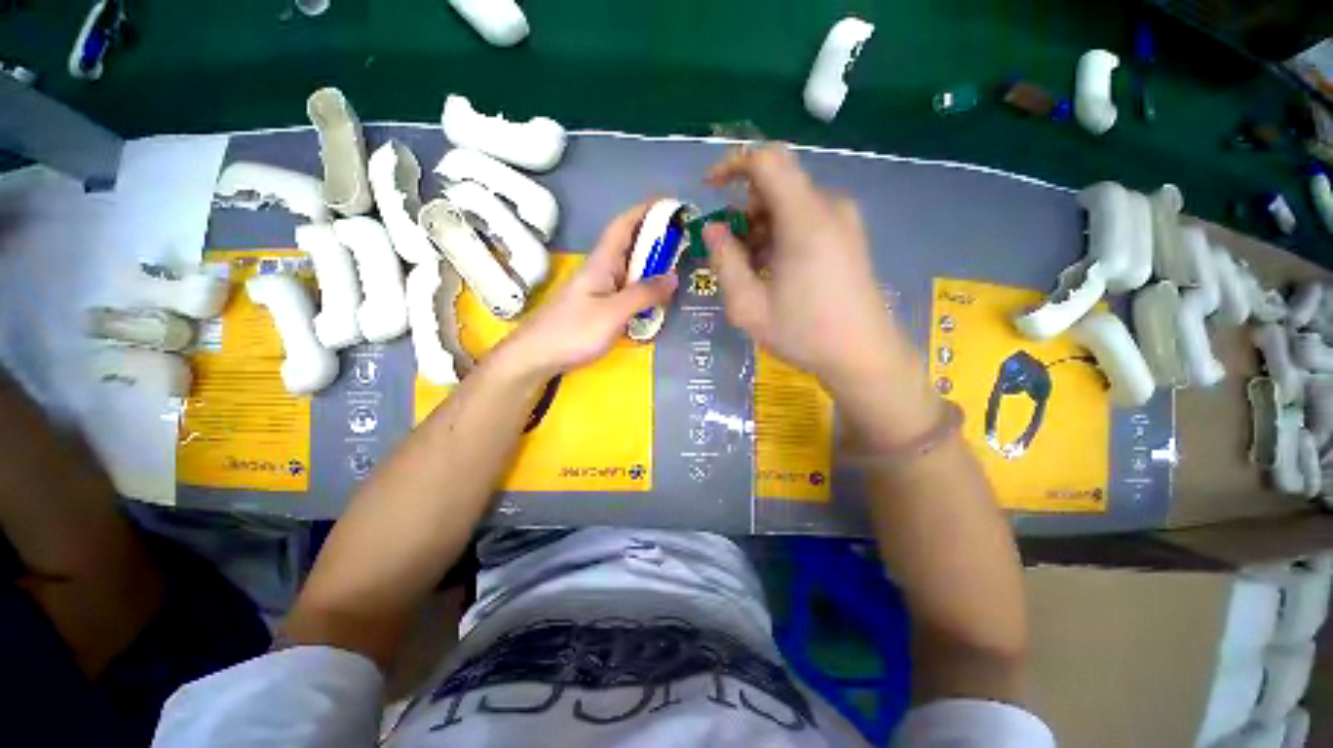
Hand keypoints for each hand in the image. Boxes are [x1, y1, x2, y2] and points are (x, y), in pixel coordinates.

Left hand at [495, 202, 678, 379]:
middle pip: (629, 246)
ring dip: (652, 264)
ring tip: (678, 267)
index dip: (646, 210)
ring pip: (629, 269)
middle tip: (686, 242)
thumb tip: (673, 276)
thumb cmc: (573, 331)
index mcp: (601, 262)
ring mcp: (598, 289)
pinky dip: (644, 288)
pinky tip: (656, 298)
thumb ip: (644, 294)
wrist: (536, 357)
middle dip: (656, 238)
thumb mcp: (613, 313)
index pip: (624, 225)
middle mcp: (600, 270)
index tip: (671, 205)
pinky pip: (626, 289)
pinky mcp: (597, 307)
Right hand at [703, 145, 903, 388]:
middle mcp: (829, 207)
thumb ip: (725, 261)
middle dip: (745, 211)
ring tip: (753, 271)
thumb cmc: (803, 333)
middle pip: (777, 184)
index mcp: (805, 219)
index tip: (710, 189)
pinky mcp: (850, 235)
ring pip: (790, 203)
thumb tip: (712, 227)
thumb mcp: (749, 306)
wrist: (864, 356)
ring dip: (762, 227)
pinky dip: (782, 234)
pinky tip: (777, 271)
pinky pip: (807, 218)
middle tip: (732, 254)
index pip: (767, 160)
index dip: (733, 164)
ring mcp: (845, 220)